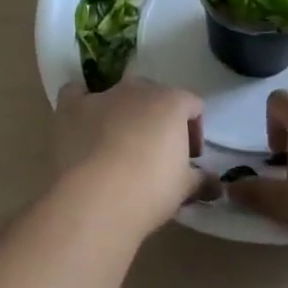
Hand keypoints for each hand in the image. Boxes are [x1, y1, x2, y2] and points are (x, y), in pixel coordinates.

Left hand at [53, 80, 206, 238]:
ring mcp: (102, 95)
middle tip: (157, 155)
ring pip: (118, 93)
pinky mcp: (71, 108)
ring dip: (124, 112)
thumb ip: (202, 180)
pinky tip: (83, 122)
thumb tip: (216, 185)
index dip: (194, 132)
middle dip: (159, 120)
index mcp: (172, 102)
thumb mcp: (184, 188)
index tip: (190, 160)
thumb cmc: (150, 189)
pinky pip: (76, 93)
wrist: (97, 197)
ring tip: (120, 144)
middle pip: (156, 96)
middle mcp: (137, 90)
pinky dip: (81, 103)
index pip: (192, 105)